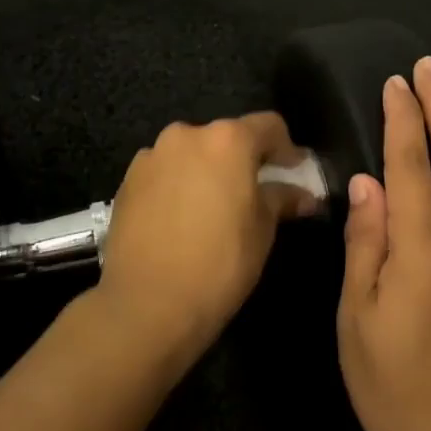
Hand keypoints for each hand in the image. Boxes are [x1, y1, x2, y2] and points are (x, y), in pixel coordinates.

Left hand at [99, 113, 312, 362]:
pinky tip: (181, 218)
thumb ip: (281, 200)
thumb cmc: (219, 263)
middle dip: (243, 159)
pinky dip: (178, 184)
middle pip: (225, 137)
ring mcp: (152, 156)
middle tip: (254, 191)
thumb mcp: (262, 231)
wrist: (147, 304)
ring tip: (213, 207)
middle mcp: (187, 135)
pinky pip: (164, 172)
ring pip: (191, 154)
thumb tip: (303, 196)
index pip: (268, 126)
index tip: (294, 170)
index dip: (287, 147)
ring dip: (207, 170)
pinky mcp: (127, 180)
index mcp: (227, 140)